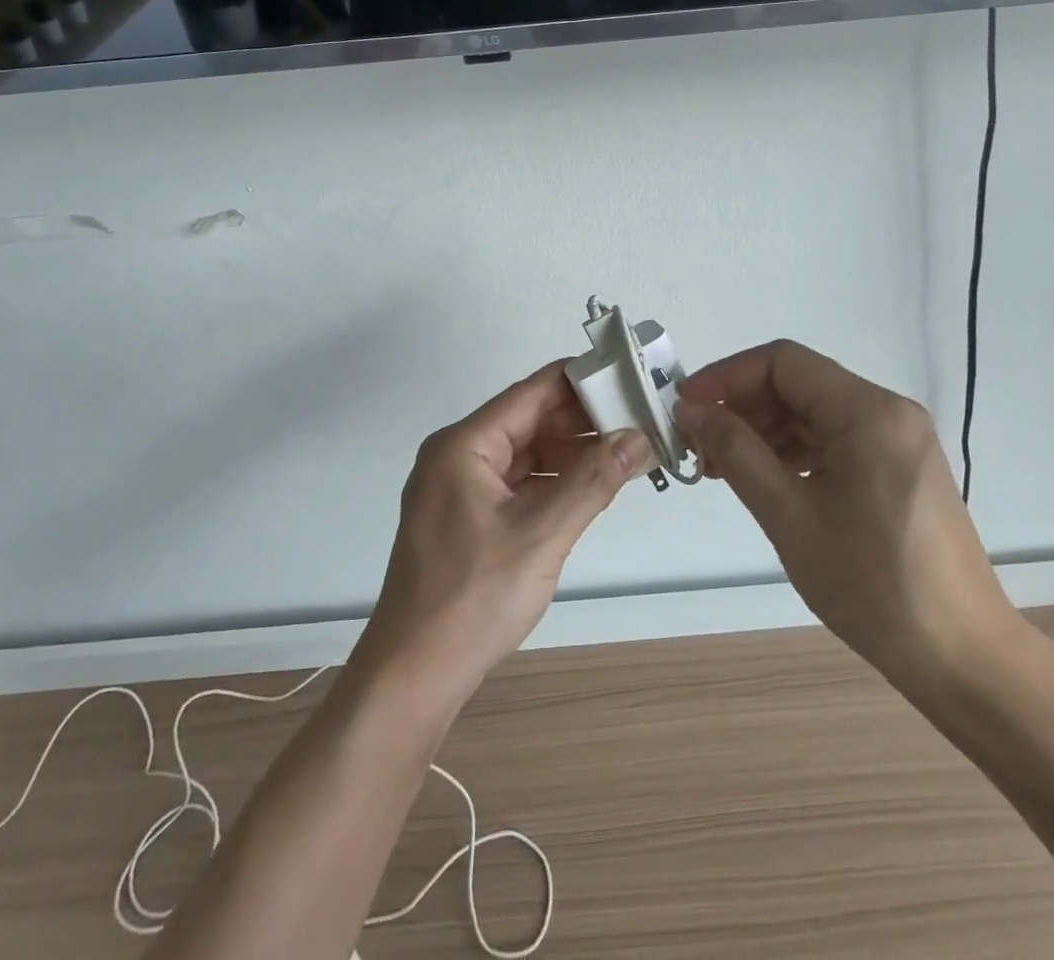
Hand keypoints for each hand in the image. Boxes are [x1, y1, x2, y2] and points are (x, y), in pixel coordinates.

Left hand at [355, 363, 655, 706]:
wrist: (413, 676)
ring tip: (626, 451)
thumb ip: (593, 481)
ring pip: (526, 454)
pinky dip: (554, 482)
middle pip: (529, 421)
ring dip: (572, 453)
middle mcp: (458, 456)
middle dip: (582, 421)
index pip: (531, 392)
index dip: (580, 380)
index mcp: (464, 445)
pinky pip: (518, 484)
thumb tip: (639, 436)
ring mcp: (460, 489)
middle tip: (639, 419)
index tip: (628, 376)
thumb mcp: (541, 535)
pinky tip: (591, 486)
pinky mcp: (468, 519)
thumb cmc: (473, 598)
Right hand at [675, 342, 1024, 697]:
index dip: (726, 376)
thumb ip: (735, 452)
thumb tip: (691, 410)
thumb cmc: (872, 585)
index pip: (782, 362)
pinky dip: (792, 452)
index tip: (686, 408)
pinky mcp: (898, 467)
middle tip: (697, 446)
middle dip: (741, 408)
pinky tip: (763, 480)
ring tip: (719, 469)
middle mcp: (888, 412)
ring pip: (813, 413)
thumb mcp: (789, 515)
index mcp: (868, 411)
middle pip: (798, 384)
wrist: (962, 657)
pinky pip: (833, 439)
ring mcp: (897, 440)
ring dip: (763, 431)